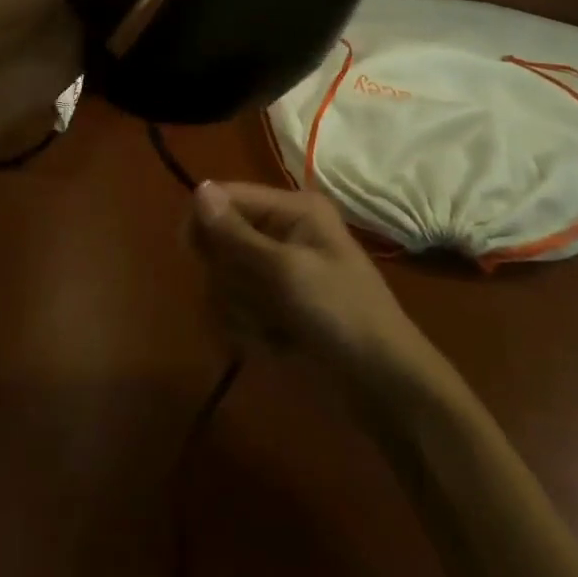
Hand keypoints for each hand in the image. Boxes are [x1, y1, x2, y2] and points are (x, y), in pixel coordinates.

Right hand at [190, 181, 429, 385]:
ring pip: (224, 282)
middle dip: (231, 279)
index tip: (192, 254)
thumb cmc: (342, 314)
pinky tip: (275, 346)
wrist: (384, 387)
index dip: (205, 222)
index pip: (227, 198)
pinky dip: (248, 332)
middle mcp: (281, 234)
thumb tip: (199, 189)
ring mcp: (277, 275)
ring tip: (273, 330)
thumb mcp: (287, 272)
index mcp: (292, 210)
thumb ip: (237, 235)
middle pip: (220, 243)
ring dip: (241, 311)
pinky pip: (235, 312)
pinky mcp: (274, 310)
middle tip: (259, 300)